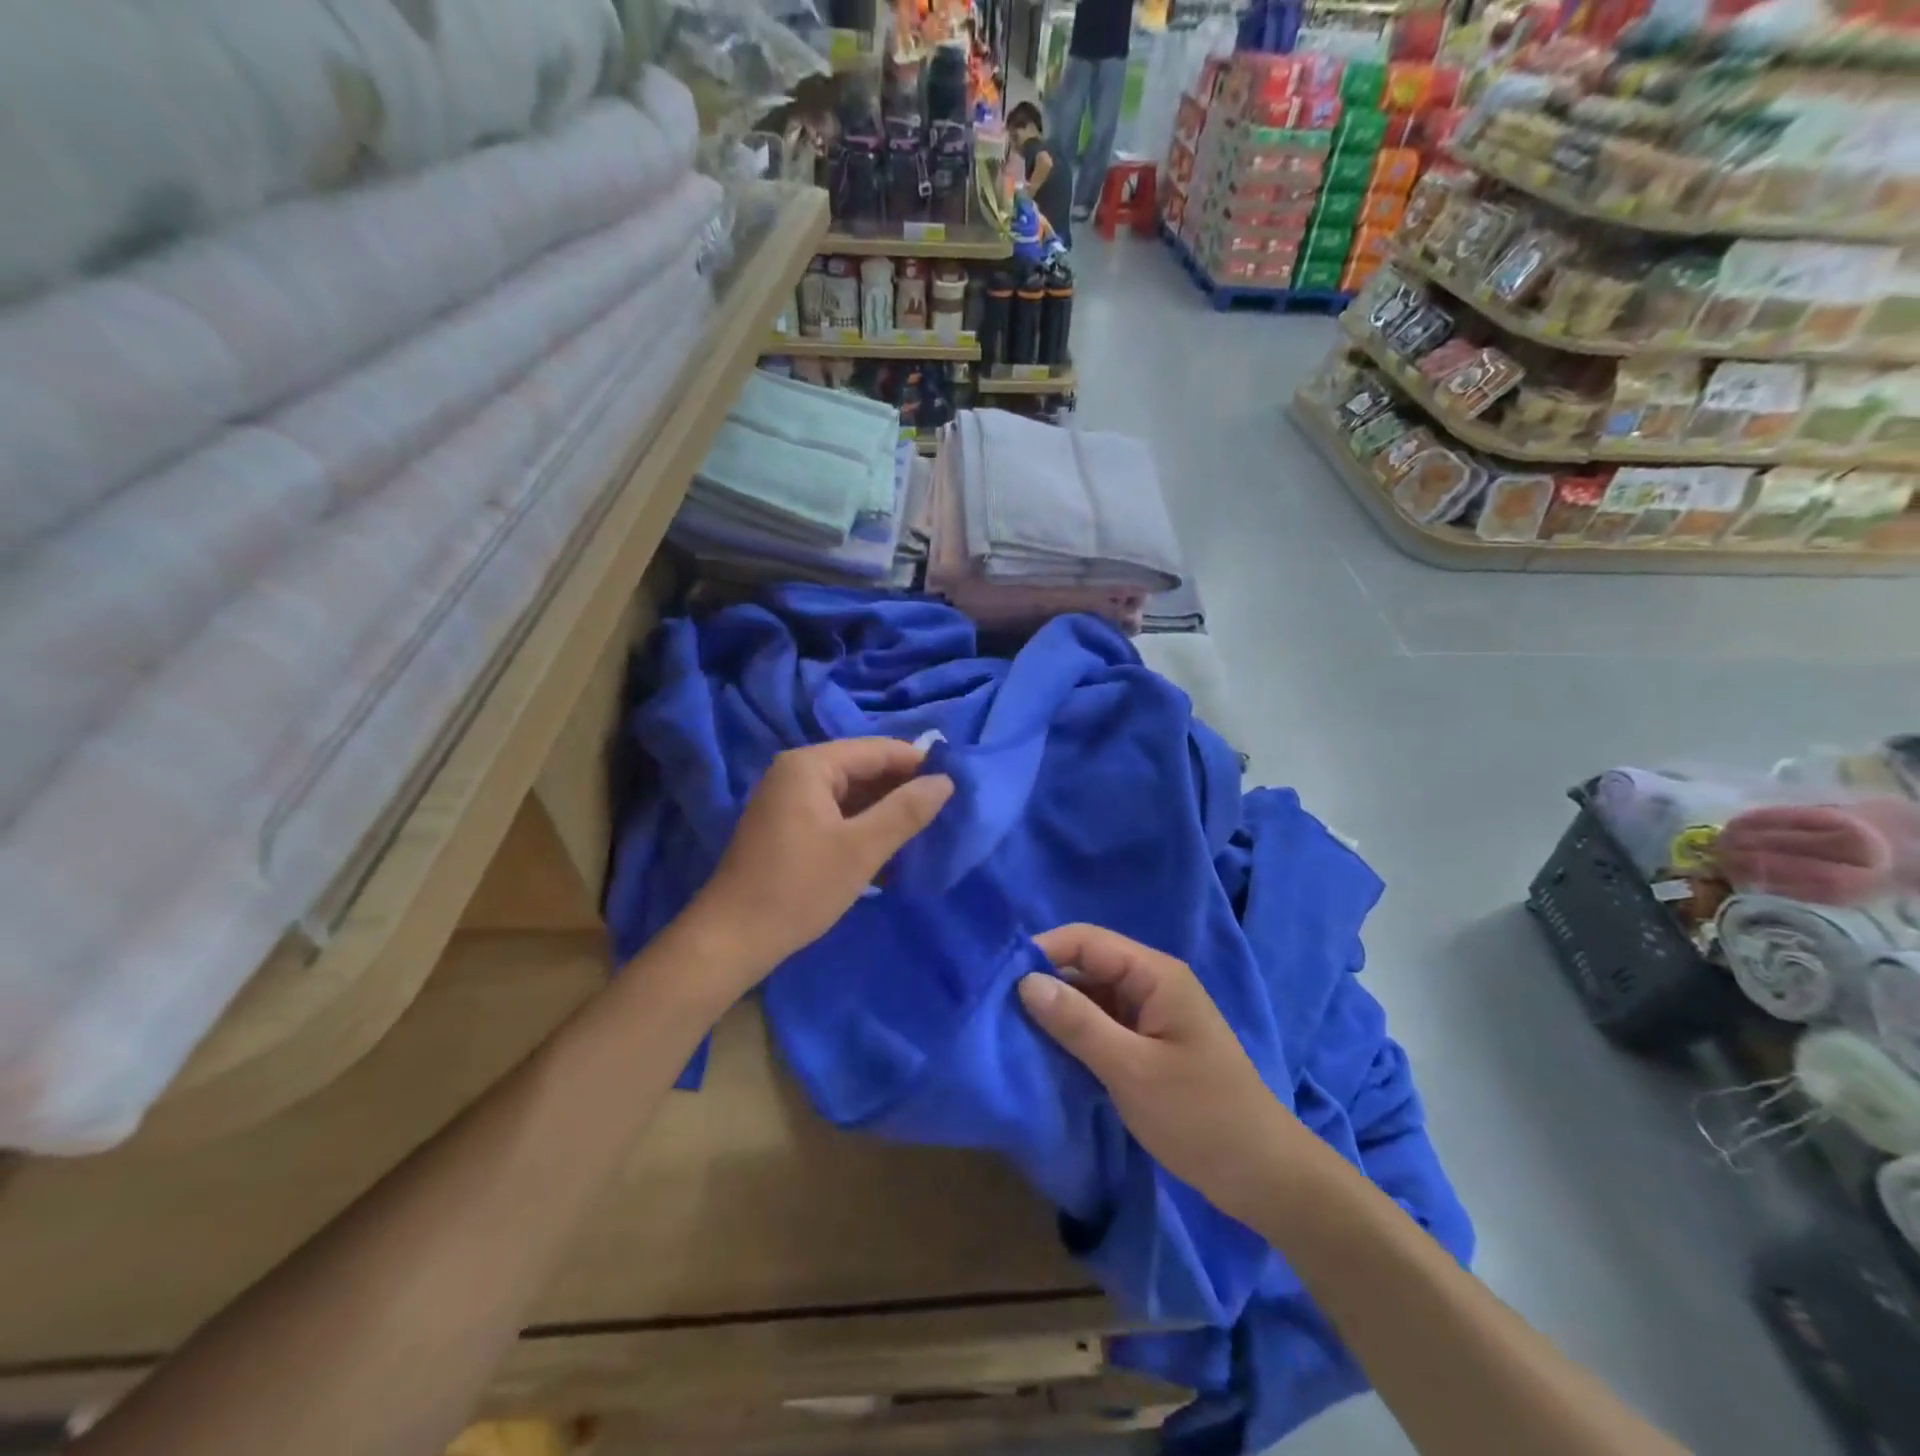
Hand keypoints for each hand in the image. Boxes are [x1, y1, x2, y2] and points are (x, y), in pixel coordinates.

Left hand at [680, 739, 952, 990]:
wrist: (732, 939)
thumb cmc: (799, 888)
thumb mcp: (861, 849)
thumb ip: (906, 811)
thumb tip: (945, 781)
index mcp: (810, 764)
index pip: (877, 749)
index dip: (918, 764)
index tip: (956, 784)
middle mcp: (796, 771)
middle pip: (862, 768)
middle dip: (901, 788)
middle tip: (943, 811)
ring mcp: (788, 799)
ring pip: (850, 793)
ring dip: (883, 809)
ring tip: (923, 829)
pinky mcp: (787, 825)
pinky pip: (835, 812)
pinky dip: (861, 825)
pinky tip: (887, 846)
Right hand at [1018, 924, 1299, 1224]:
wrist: (1264, 1177)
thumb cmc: (1201, 1117)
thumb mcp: (1131, 1070)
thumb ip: (1077, 1023)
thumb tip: (1025, 981)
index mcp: (1155, 975)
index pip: (1087, 940)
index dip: (1043, 951)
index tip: (999, 977)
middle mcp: (1153, 984)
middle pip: (1088, 965)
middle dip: (1046, 982)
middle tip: (999, 1009)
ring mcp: (1152, 1014)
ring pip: (1093, 996)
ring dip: (1059, 1010)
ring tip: (1014, 1030)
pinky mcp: (1149, 1044)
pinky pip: (1103, 1024)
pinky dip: (1076, 1034)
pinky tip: (1048, 1053)